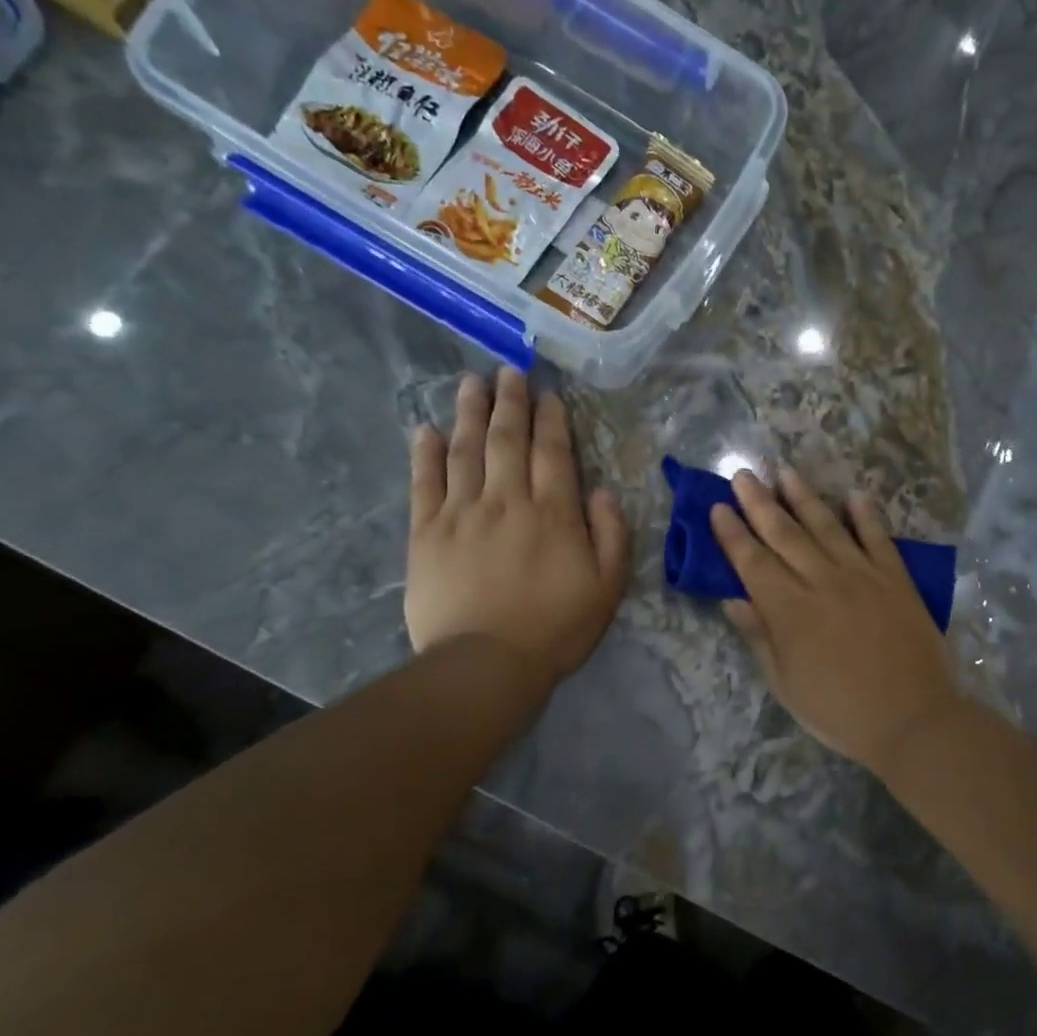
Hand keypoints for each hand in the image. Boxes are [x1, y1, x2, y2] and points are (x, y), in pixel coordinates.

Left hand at [407, 369, 629, 681]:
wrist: (487, 664)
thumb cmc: (556, 629)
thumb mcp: (607, 588)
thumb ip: (612, 536)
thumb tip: (603, 493)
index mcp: (553, 513)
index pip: (553, 453)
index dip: (551, 420)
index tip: (548, 395)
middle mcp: (507, 501)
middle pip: (507, 440)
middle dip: (510, 402)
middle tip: (508, 371)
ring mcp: (462, 513)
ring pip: (466, 451)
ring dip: (469, 413)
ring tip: (471, 383)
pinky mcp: (427, 533)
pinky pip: (424, 483)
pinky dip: (426, 454)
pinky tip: (427, 430)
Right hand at [710, 466, 961, 774]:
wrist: (912, 718)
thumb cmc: (839, 711)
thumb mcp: (786, 684)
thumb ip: (760, 637)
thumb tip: (733, 599)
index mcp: (788, 610)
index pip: (752, 562)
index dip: (732, 534)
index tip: (717, 507)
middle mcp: (821, 581)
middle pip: (784, 534)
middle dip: (759, 503)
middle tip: (743, 475)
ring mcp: (862, 575)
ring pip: (827, 526)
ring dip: (804, 497)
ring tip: (786, 471)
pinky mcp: (896, 578)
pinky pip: (878, 538)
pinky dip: (866, 514)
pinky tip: (854, 494)